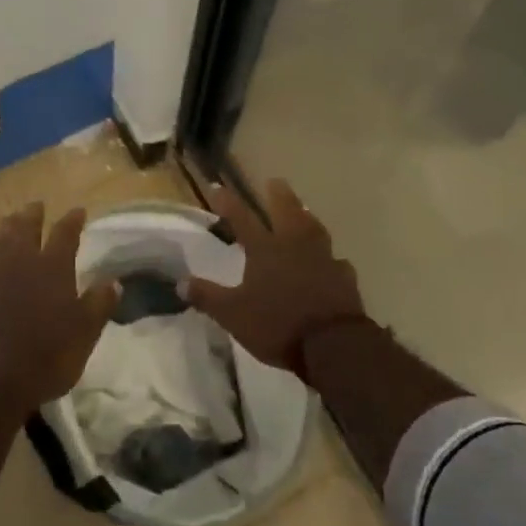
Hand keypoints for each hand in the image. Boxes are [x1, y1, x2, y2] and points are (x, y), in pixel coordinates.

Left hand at [0, 203, 118, 414]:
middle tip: (37, 206)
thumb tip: (113, 281)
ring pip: (1, 240)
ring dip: (10, 228)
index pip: (64, 233)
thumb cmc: (46, 356)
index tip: (78, 211)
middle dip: (33, 214)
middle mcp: (21, 261)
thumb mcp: (85, 334)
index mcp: (52, 266)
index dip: (72, 220)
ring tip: (13, 223)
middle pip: (25, 226)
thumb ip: (99, 304)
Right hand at [181, 179, 366, 376]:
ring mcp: (323, 258)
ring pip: (314, 228)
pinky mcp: (344, 276)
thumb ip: (208, 297)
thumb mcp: (233, 315)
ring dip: (307, 217)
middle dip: (278, 194)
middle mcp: (294, 245)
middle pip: (287, 210)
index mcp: (265, 250)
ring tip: (304, 211)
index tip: (217, 187)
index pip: (242, 218)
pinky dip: (330, 258)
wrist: (332, 344)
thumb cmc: (277, 325)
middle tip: (274, 181)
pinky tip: (331, 261)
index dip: (228, 203)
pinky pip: (336, 261)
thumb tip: (181, 282)